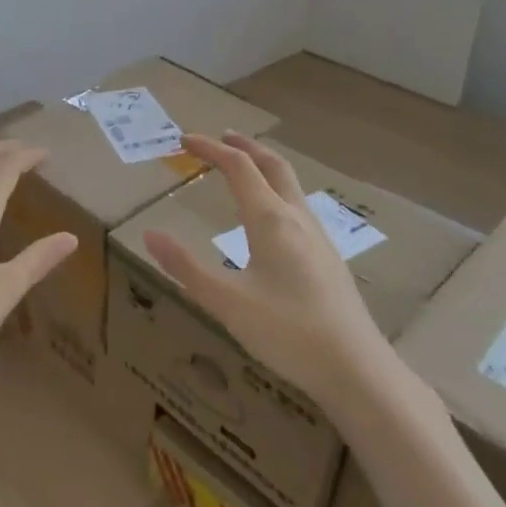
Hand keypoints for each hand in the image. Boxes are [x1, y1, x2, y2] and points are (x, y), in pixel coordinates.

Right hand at [143, 133, 390, 404]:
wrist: (356, 369)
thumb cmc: (287, 332)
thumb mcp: (226, 303)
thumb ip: (185, 268)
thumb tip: (149, 235)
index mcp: (270, 220)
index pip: (238, 167)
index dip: (211, 148)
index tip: (185, 140)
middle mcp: (297, 218)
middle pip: (273, 165)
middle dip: (245, 146)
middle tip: (222, 137)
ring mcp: (318, 237)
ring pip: (291, 185)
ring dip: (264, 167)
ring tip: (245, 169)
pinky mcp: (328, 258)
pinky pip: (299, 206)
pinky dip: (277, 191)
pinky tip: (272, 220)